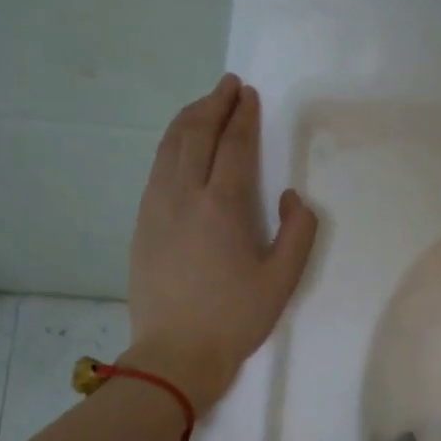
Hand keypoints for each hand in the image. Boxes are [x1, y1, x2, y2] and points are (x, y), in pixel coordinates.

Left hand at [126, 75, 317, 409]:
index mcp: (223, 206)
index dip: (243, 116)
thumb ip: (298, 231)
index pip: (233, 145)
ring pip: (169, 146)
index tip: (249, 95)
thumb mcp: (283, 281)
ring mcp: (156, 207)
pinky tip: (179, 146)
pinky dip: (171, 145)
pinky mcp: (142, 223)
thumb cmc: (235, 319)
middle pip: (196, 134)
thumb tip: (291, 197)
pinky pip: (157, 168)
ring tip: (205, 104)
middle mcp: (184, 195)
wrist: (176, 353)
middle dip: (213, 104)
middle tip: (228, 86)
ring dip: (189, 119)